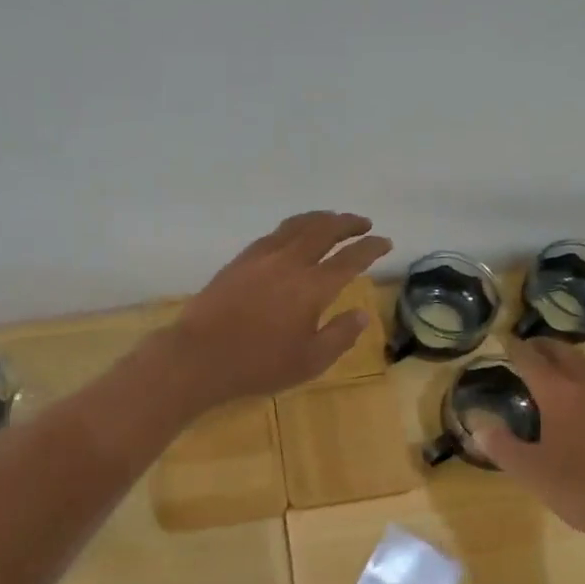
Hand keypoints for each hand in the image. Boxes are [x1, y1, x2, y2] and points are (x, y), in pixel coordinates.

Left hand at [163, 212, 392, 405]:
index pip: (350, 258)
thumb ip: (340, 335)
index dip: (371, 248)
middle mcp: (290, 262)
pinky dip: (294, 227)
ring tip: (333, 220)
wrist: (199, 356)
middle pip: (324, 230)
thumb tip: (362, 314)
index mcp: (313, 287)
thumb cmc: (258, 365)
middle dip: (348, 223)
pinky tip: (294, 235)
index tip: (385, 242)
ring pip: (297, 225)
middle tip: (363, 224)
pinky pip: (274, 233)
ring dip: (321, 218)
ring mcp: (262, 257)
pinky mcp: (240, 260)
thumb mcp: (309, 361)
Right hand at [470, 338, 584, 556]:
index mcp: (559, 394)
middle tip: (527, 346)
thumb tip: (478, 426)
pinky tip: (583, 398)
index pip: (532, 360)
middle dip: (543, 346)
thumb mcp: (531, 471)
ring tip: (553, 365)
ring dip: (567, 358)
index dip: (514, 348)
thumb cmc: (581, 488)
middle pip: (564, 353)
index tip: (502, 338)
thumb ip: (502, 446)